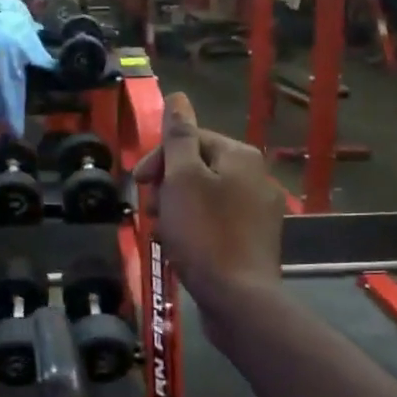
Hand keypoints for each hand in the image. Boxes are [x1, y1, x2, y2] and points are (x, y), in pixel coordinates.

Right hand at [132, 92, 282, 336]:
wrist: (238, 298)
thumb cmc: (204, 234)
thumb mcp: (183, 179)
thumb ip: (179, 137)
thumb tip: (178, 97)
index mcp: (241, 156)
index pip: (191, 139)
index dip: (159, 158)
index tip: (138, 183)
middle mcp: (256, 177)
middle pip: (198, 167)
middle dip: (167, 186)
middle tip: (151, 212)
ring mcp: (259, 212)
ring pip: (204, 197)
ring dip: (177, 209)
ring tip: (162, 233)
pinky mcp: (254, 241)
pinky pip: (216, 222)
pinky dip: (194, 229)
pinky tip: (180, 248)